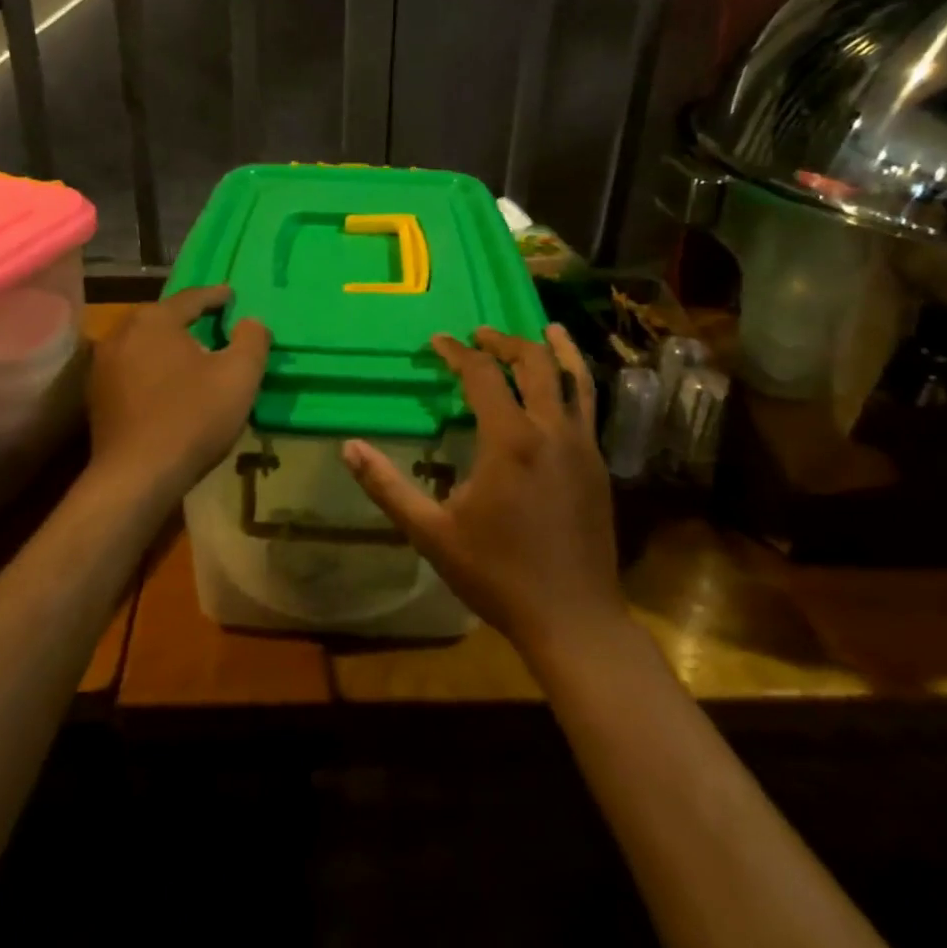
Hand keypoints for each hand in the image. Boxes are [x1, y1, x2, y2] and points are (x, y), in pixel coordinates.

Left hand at [87, 286, 269, 502]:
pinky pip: (133, 370)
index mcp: (154, 320)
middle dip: (190, 321)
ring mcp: (103, 366)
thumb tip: (251, 322)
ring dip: (170, 347)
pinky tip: (169, 386)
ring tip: (194, 357)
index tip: (232, 296)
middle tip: (215, 325)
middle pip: (163, 319)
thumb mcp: (239, 375)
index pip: (191, 298)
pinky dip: (154, 370)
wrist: (137, 477)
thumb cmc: (192, 417)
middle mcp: (122, 333)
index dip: (216, 296)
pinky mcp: (97, 397)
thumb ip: (252, 340)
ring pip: (145, 345)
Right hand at [341, 325, 621, 657]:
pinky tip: (567, 384)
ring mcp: (582, 446)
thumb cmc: (497, 574)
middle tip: (480, 335)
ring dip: (554, 350)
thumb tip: (347, 447)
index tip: (438, 342)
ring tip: (544, 329)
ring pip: (574, 378)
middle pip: (534, 363)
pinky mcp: (599, 465)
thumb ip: (387, 487)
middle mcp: (550, 430)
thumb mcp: (431, 533)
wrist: (573, 618)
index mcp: (509, 440)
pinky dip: (576, 381)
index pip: (482, 375)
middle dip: (504, 342)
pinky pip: (588, 407)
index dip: (457, 353)